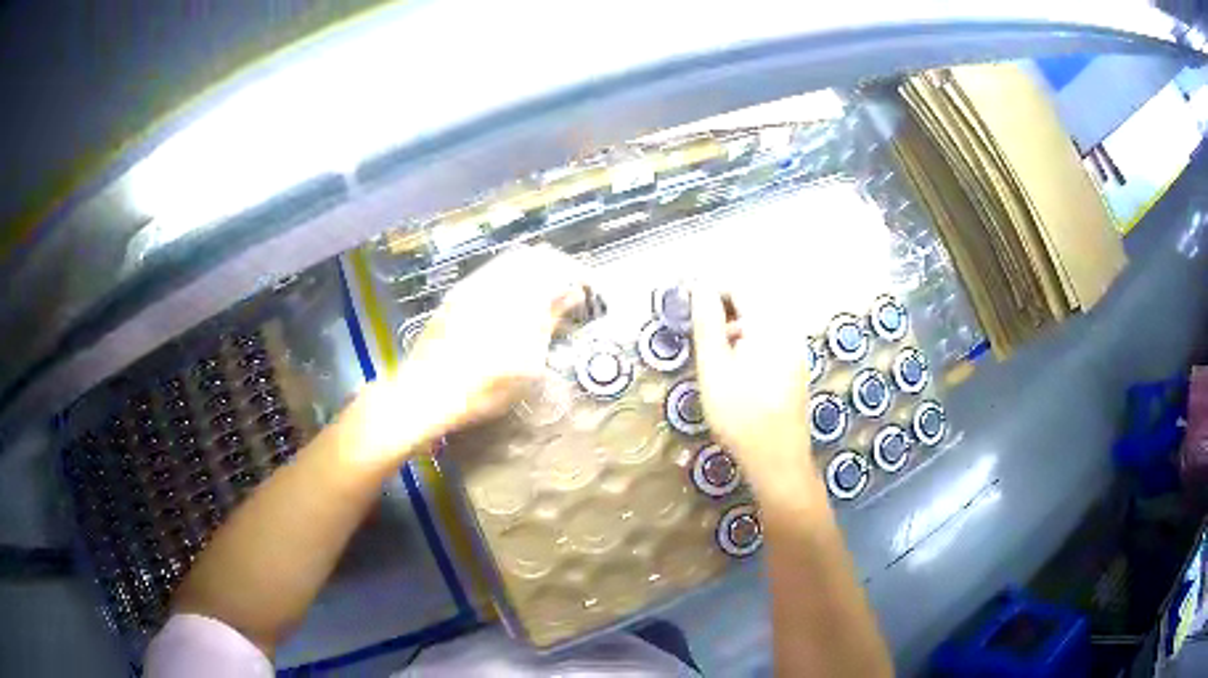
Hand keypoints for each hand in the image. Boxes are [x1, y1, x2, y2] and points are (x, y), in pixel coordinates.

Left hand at [357, 245, 587, 462]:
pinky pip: (491, 274)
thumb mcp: (527, 364)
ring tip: (545, 299)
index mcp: (516, 295)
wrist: (425, 393)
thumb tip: (569, 293)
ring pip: (511, 262)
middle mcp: (493, 280)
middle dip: (557, 269)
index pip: (558, 267)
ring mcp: (471, 285)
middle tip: (570, 293)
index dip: (578, 275)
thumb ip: (548, 321)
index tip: (589, 292)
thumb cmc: (482, 388)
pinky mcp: (456, 296)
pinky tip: (513, 305)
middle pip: (534, 256)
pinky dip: (511, 281)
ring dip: (534, 273)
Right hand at [691, 284, 815, 496]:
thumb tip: (700, 285)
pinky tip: (735, 370)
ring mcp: (796, 349)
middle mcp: (789, 330)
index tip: (689, 307)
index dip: (712, 290)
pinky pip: (770, 339)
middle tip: (699, 333)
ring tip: (713, 354)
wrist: (778, 460)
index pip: (740, 285)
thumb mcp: (714, 368)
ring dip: (735, 326)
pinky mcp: (795, 366)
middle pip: (754, 300)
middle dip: (723, 308)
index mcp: (770, 325)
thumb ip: (708, 323)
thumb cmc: (741, 416)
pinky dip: (748, 342)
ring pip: (761, 321)